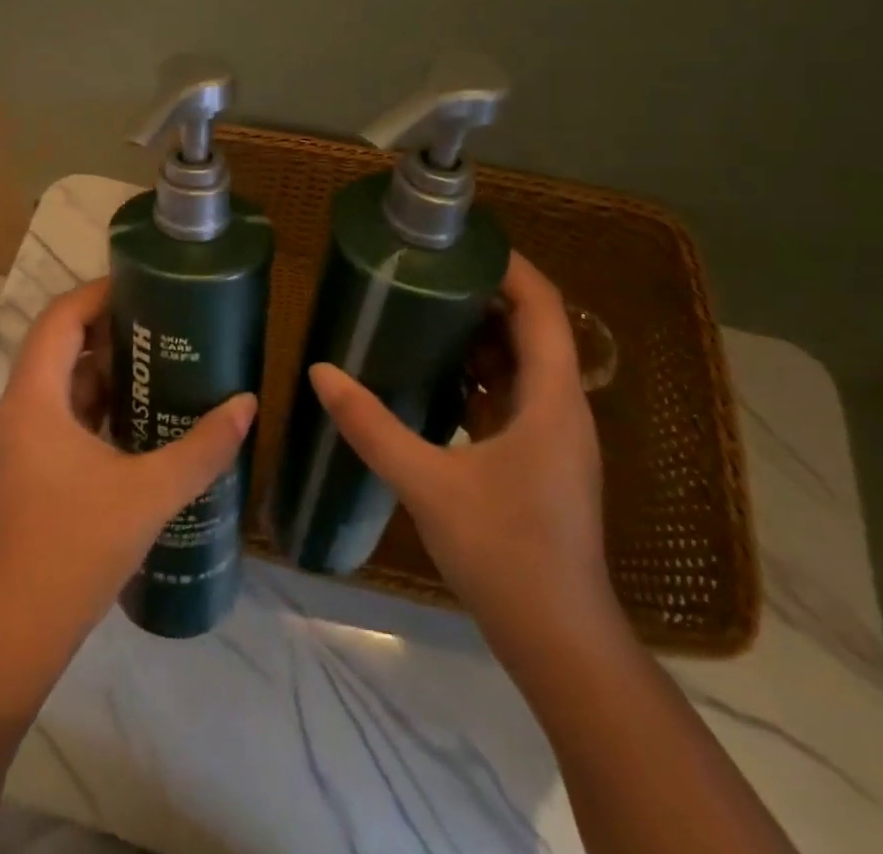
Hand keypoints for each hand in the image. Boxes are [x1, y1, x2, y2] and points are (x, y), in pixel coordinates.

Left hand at [0, 278, 256, 700]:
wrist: (14, 633)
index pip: (60, 317)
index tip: (146, 285)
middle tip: (163, 322)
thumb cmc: (74, 549)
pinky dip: (95, 403)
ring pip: (59, 381)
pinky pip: (61, 413)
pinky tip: (138, 416)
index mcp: (34, 398)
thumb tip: (247, 404)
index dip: (99, 293)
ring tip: (159, 360)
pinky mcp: (27, 468)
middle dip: (109, 327)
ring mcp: (20, 440)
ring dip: (103, 367)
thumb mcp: (148, 493)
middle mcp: (19, 408)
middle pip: (59, 343)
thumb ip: (201, 448)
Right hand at [308, 252, 619, 666]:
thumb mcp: (429, 483)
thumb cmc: (506, 552)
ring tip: (423, 308)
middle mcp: (561, 408)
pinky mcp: (538, 459)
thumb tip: (321, 372)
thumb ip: (372, 426)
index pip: (543, 308)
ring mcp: (553, 436)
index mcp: (552, 399)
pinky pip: (511, 396)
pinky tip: (433, 374)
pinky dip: (478, 374)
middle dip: (485, 294)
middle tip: (428, 270)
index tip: (462, 241)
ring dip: (480, 334)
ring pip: (522, 363)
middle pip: (533, 328)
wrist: (559, 641)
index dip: (510, 266)